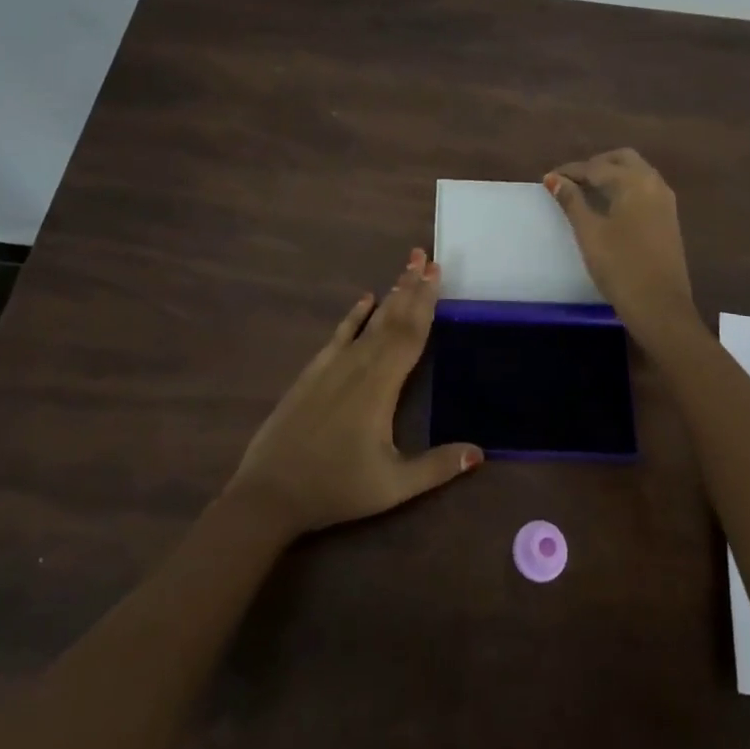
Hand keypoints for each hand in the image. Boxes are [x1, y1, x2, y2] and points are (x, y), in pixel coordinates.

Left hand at [226, 248, 481, 537]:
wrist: (269, 492)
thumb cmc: (336, 487)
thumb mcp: (392, 485)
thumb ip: (436, 467)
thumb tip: (479, 452)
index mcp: (382, 386)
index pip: (410, 334)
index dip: (426, 302)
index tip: (436, 273)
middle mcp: (359, 365)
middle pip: (392, 318)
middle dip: (411, 287)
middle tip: (426, 256)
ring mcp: (333, 365)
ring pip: (369, 322)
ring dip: (390, 295)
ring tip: (406, 269)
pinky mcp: (313, 372)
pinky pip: (340, 334)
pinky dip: (354, 315)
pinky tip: (365, 299)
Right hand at [545, 149, 696, 332]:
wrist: (660, 307)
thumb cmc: (620, 267)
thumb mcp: (589, 232)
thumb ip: (572, 201)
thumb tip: (554, 179)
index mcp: (635, 182)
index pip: (596, 167)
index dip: (570, 172)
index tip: (548, 179)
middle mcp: (654, 183)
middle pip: (622, 160)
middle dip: (595, 165)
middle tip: (570, 181)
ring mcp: (665, 201)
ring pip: (636, 172)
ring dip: (611, 174)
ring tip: (585, 192)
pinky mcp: (668, 218)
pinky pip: (644, 189)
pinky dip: (624, 187)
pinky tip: (608, 205)